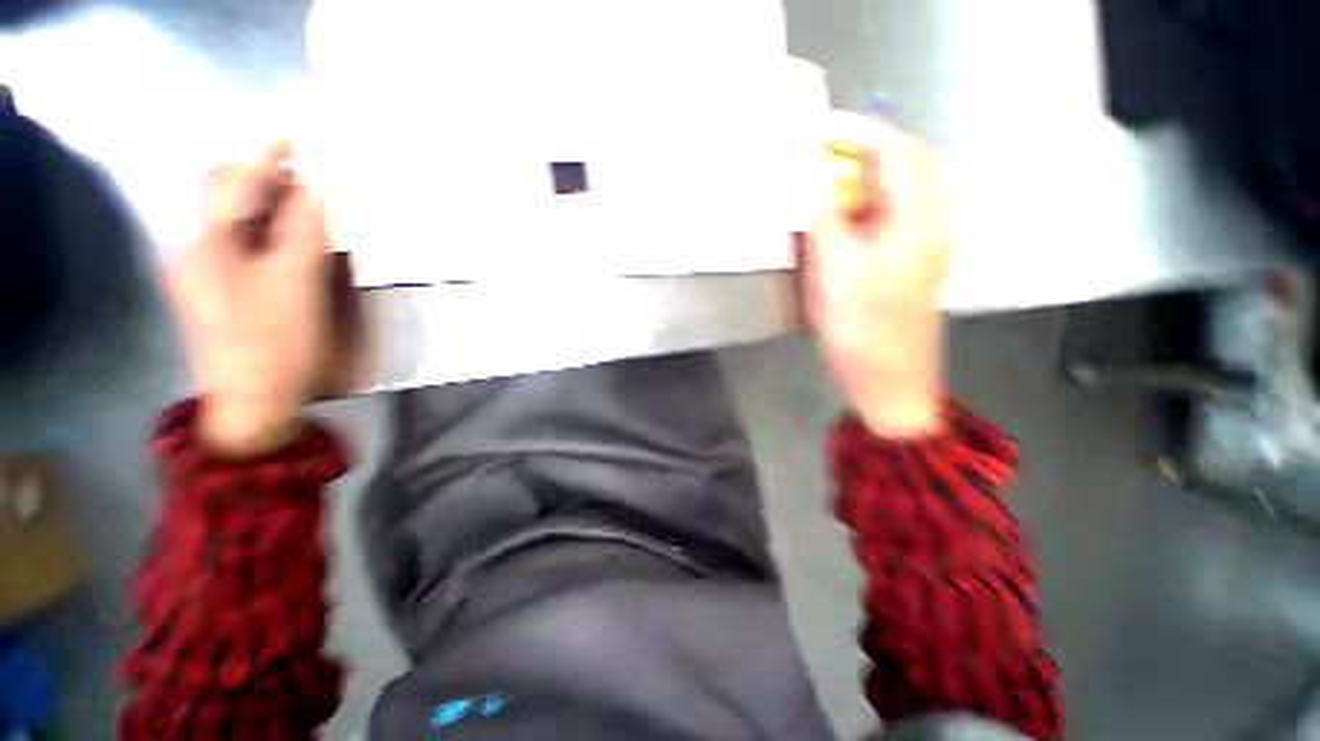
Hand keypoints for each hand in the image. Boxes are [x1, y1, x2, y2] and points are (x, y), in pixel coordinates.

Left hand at [168, 141, 332, 454]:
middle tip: (306, 174)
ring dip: (267, 204)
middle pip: (224, 194)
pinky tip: (290, 239)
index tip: (297, 136)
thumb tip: (317, 190)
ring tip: (306, 203)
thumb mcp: (296, 284)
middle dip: (262, 175)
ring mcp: (205, 271)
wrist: (252, 400)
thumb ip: (304, 232)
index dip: (266, 156)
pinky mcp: (218, 289)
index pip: (235, 182)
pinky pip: (241, 244)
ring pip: (234, 219)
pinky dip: (267, 231)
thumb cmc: (275, 342)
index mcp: (209, 243)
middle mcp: (197, 248)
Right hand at [802, 113, 950, 437]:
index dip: (857, 133)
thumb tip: (813, 174)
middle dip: (863, 151)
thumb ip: (825, 217)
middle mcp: (932, 223)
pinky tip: (841, 219)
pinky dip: (867, 206)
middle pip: (906, 165)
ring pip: (900, 191)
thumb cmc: (860, 332)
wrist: (890, 383)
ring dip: (864, 179)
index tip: (817, 130)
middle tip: (819, 158)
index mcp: (918, 220)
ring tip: (824, 185)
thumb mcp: (833, 272)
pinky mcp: (913, 262)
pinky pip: (894, 217)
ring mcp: (926, 243)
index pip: (896, 151)